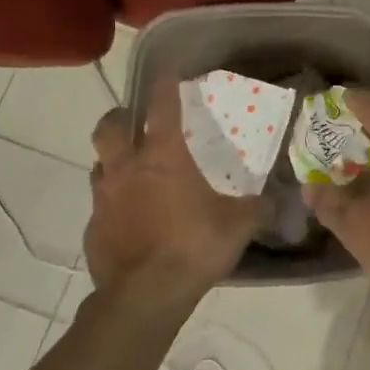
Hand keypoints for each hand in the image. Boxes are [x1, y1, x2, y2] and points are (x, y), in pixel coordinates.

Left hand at [86, 78, 261, 308]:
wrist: (144, 297)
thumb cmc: (194, 247)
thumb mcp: (239, 225)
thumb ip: (257, 207)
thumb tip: (276, 200)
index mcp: (164, 158)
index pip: (161, 107)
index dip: (165, 85)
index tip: (168, 72)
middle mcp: (128, 169)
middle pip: (110, 128)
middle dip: (120, 118)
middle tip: (135, 122)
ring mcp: (104, 200)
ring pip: (100, 165)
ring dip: (113, 161)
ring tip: (133, 172)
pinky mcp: (92, 230)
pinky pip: (101, 206)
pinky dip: (114, 205)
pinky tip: (130, 220)